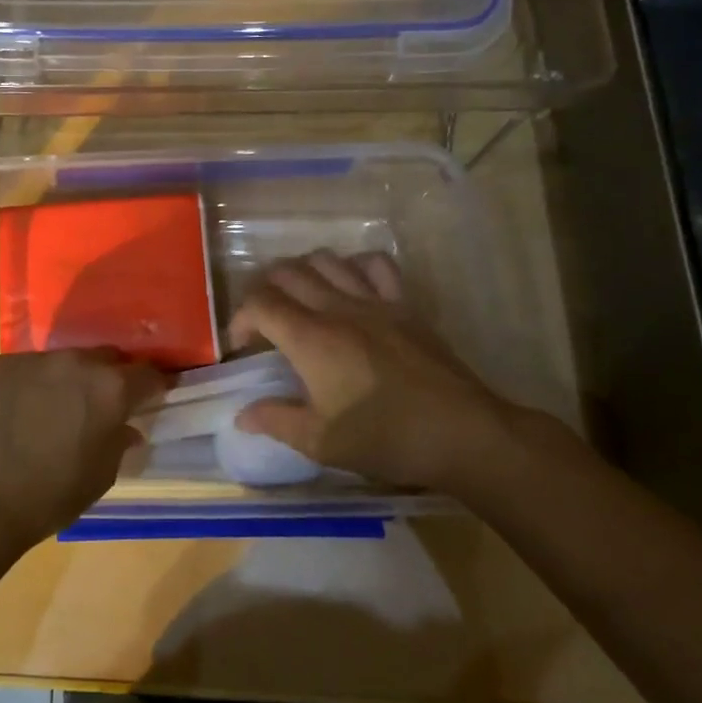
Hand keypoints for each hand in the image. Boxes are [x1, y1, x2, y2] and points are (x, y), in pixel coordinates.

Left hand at [0, 350, 167, 548]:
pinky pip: (22, 369)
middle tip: (100, 404)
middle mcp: (74, 362)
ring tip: (51, 410)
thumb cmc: (49, 496)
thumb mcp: (100, 477)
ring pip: (60, 362)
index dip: (153, 386)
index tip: (152, 397)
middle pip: (103, 358)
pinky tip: (14, 413)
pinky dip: (26, 385)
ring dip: (64, 380)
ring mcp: (31, 359)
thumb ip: (118, 443)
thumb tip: (124, 428)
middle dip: (108, 377)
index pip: (147, 374)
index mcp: (109, 388)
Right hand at [229, 250, 566, 493]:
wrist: (462, 433)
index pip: (259, 304)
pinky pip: (374, 264)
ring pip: (325, 260)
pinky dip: (352, 265)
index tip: (240, 346)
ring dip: (301, 272)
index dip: (239, 319)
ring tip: (299, 299)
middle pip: (286, 273)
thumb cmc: (386, 439)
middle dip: (263, 291)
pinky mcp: (404, 304)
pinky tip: (348, 285)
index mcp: (310, 338)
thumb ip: (276, 421)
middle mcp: (337, 307)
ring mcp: (374, 300)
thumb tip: (241, 414)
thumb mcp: (321, 442)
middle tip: (263, 321)